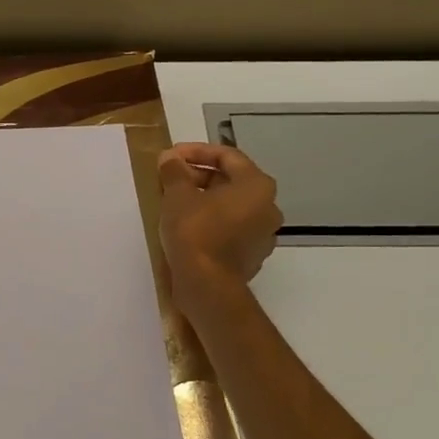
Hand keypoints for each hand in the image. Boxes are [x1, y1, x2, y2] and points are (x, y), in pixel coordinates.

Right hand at [157, 143, 282, 317]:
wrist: (207, 286)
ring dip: (204, 199)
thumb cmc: (195, 232)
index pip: (227, 156)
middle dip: (198, 176)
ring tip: (174, 201)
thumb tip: (170, 159)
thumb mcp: (177, 195)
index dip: (196, 151)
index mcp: (257, 186)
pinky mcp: (251, 256)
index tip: (171, 156)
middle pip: (231, 181)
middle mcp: (268, 207)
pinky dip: (210, 221)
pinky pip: (230, 229)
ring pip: (230, 206)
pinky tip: (186, 226)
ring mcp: (263, 235)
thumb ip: (174, 171)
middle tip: (170, 179)